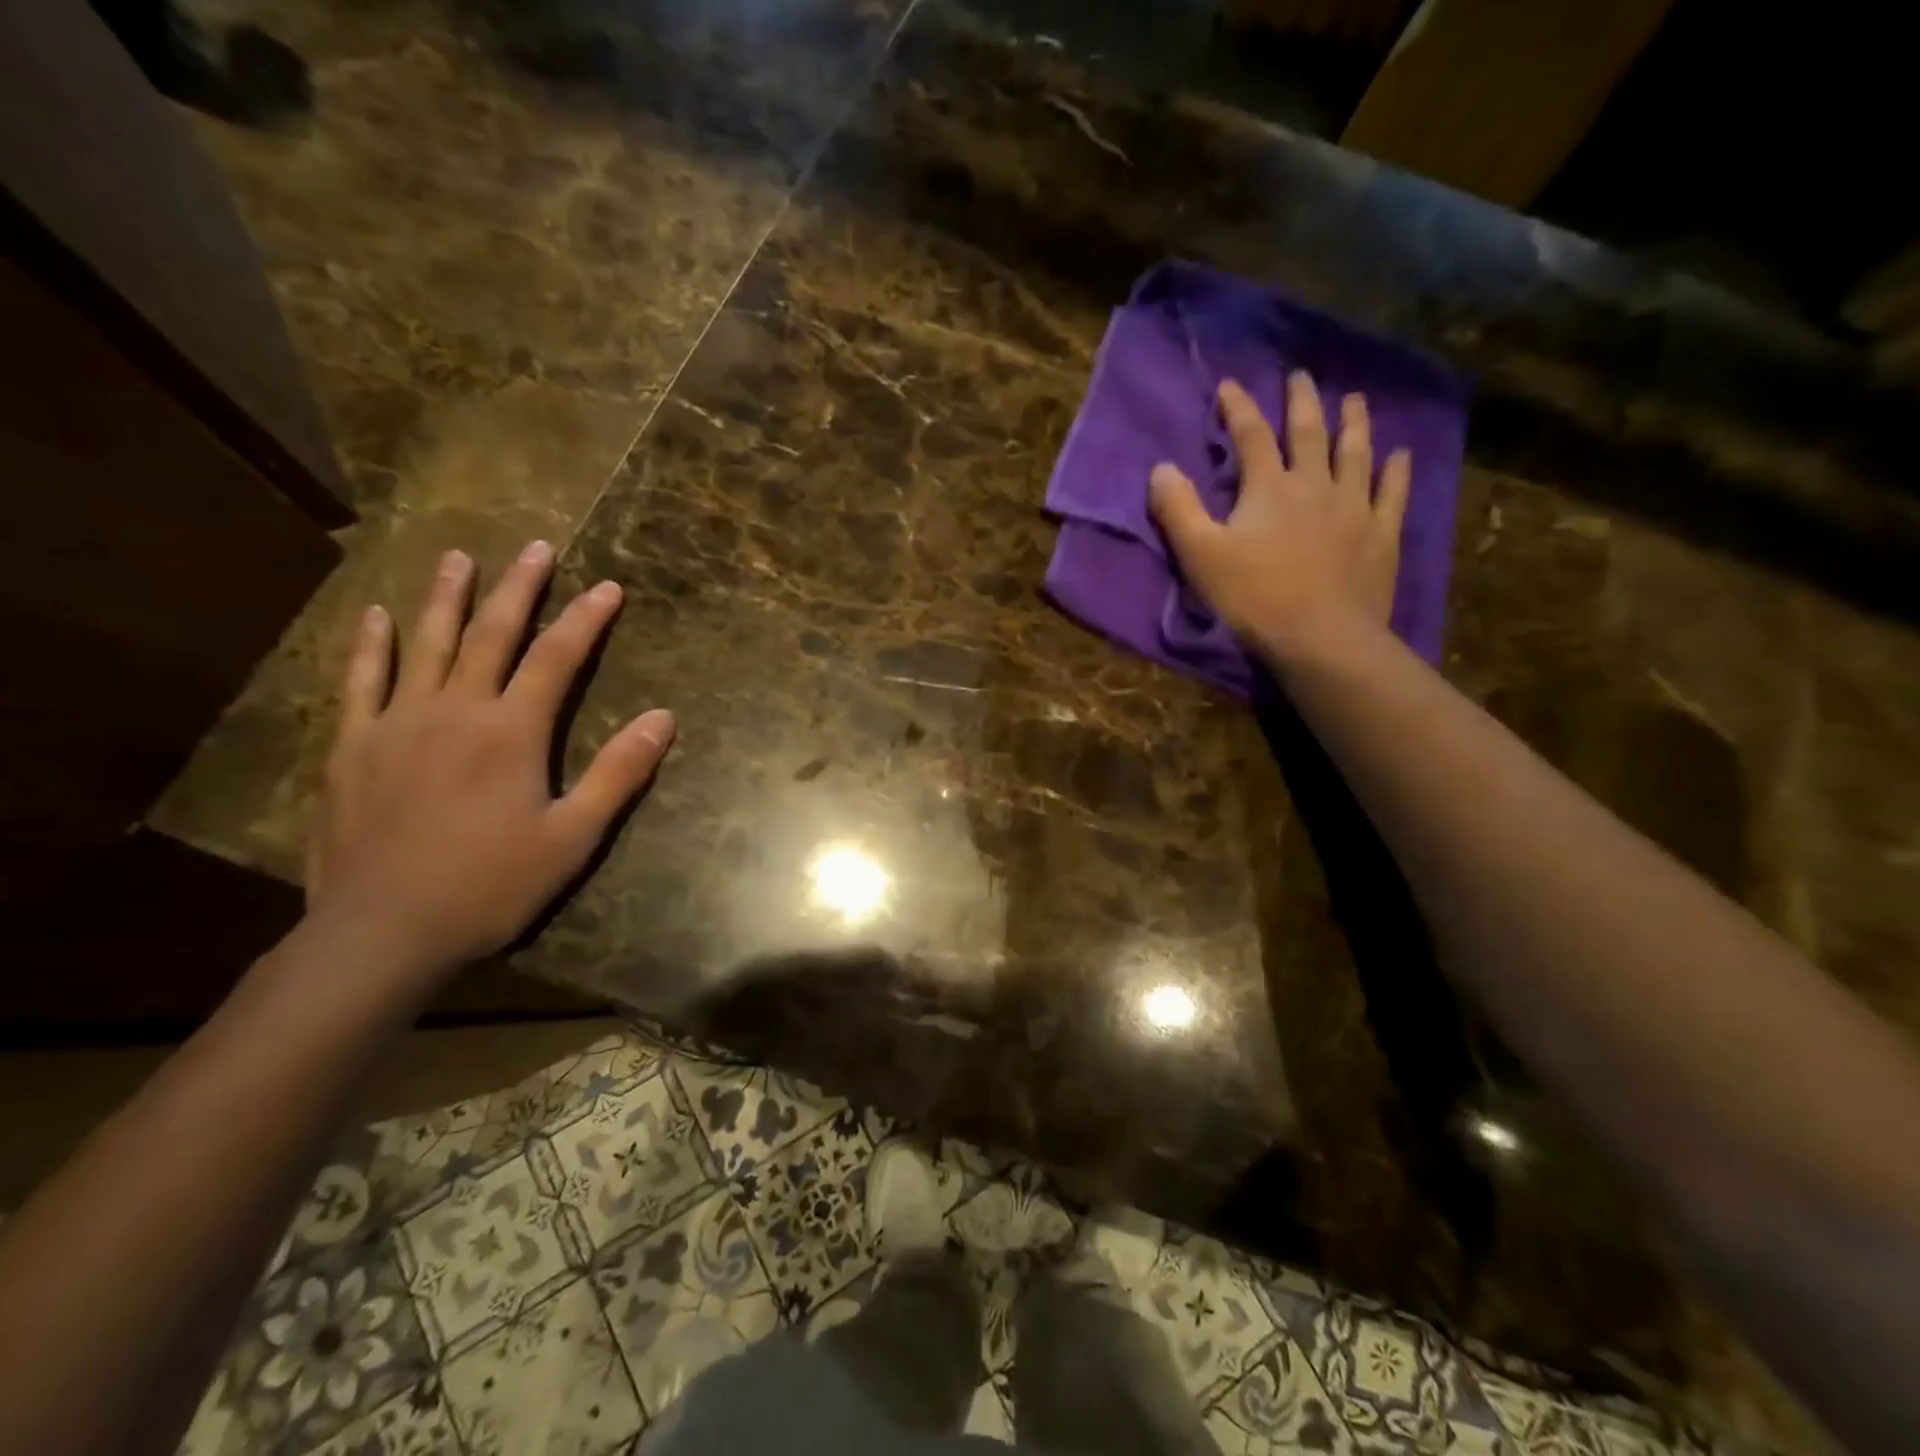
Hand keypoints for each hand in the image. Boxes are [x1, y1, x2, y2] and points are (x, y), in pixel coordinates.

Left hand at [306, 542, 674, 980]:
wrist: (383, 931)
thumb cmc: (490, 885)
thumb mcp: (573, 837)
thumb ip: (618, 773)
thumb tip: (664, 718)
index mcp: (511, 731)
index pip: (557, 658)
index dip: (586, 620)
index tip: (609, 587)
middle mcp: (456, 710)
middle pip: (493, 635)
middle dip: (520, 588)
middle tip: (536, 548)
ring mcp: (398, 723)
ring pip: (427, 644)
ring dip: (447, 598)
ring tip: (460, 558)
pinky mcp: (354, 746)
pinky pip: (363, 681)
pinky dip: (371, 644)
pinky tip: (376, 616)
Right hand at [1149, 372, 1410, 664]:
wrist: (1320, 638)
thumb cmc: (1253, 598)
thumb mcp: (1200, 556)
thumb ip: (1178, 510)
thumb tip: (1161, 468)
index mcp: (1269, 488)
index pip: (1251, 436)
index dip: (1239, 408)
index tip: (1229, 384)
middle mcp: (1315, 485)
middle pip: (1309, 433)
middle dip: (1302, 401)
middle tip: (1301, 376)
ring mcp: (1354, 507)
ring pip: (1355, 453)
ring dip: (1354, 423)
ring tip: (1355, 399)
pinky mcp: (1380, 535)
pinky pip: (1391, 493)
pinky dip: (1396, 471)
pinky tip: (1400, 454)